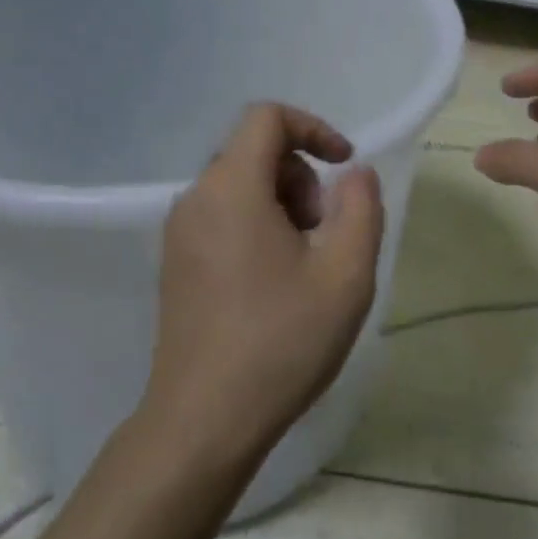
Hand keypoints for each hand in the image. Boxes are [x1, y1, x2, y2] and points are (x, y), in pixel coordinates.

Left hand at [143, 103, 384, 466]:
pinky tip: (278, 282)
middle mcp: (195, 200)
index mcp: (231, 189)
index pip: (267, 118)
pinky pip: (223, 218)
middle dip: (302, 177)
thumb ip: (361, 208)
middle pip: (254, 152)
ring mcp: (179, 235)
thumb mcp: (346, 274)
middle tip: (327, 232)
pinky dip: (259, 226)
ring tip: (307, 262)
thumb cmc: (282, 341)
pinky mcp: (176, 265)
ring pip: (239, 187)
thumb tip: (355, 173)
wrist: (204, 420)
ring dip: (284, 204)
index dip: (315, 129)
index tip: (345, 168)